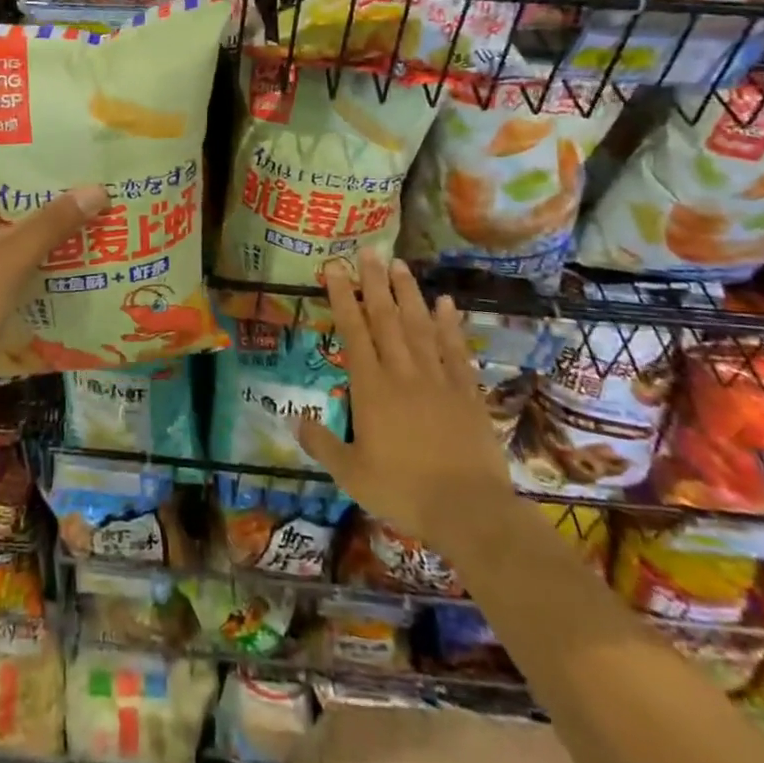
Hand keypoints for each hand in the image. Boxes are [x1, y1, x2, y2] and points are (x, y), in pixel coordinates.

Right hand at [295, 248, 510, 540]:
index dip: (342, 297)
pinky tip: (446, 303)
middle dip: (374, 283)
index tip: (334, 267)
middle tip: (368, 251)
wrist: (469, 510)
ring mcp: (437, 380)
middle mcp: (402, 373)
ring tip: (400, 265)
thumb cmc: (403, 492)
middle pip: (386, 319)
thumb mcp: (351, 474)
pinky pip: (455, 351)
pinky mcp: (466, 392)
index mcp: (371, 389)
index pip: (353, 332)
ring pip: (419, 327)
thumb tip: (294, 418)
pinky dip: (450, 325)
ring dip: (408, 294)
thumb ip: (322, 444)